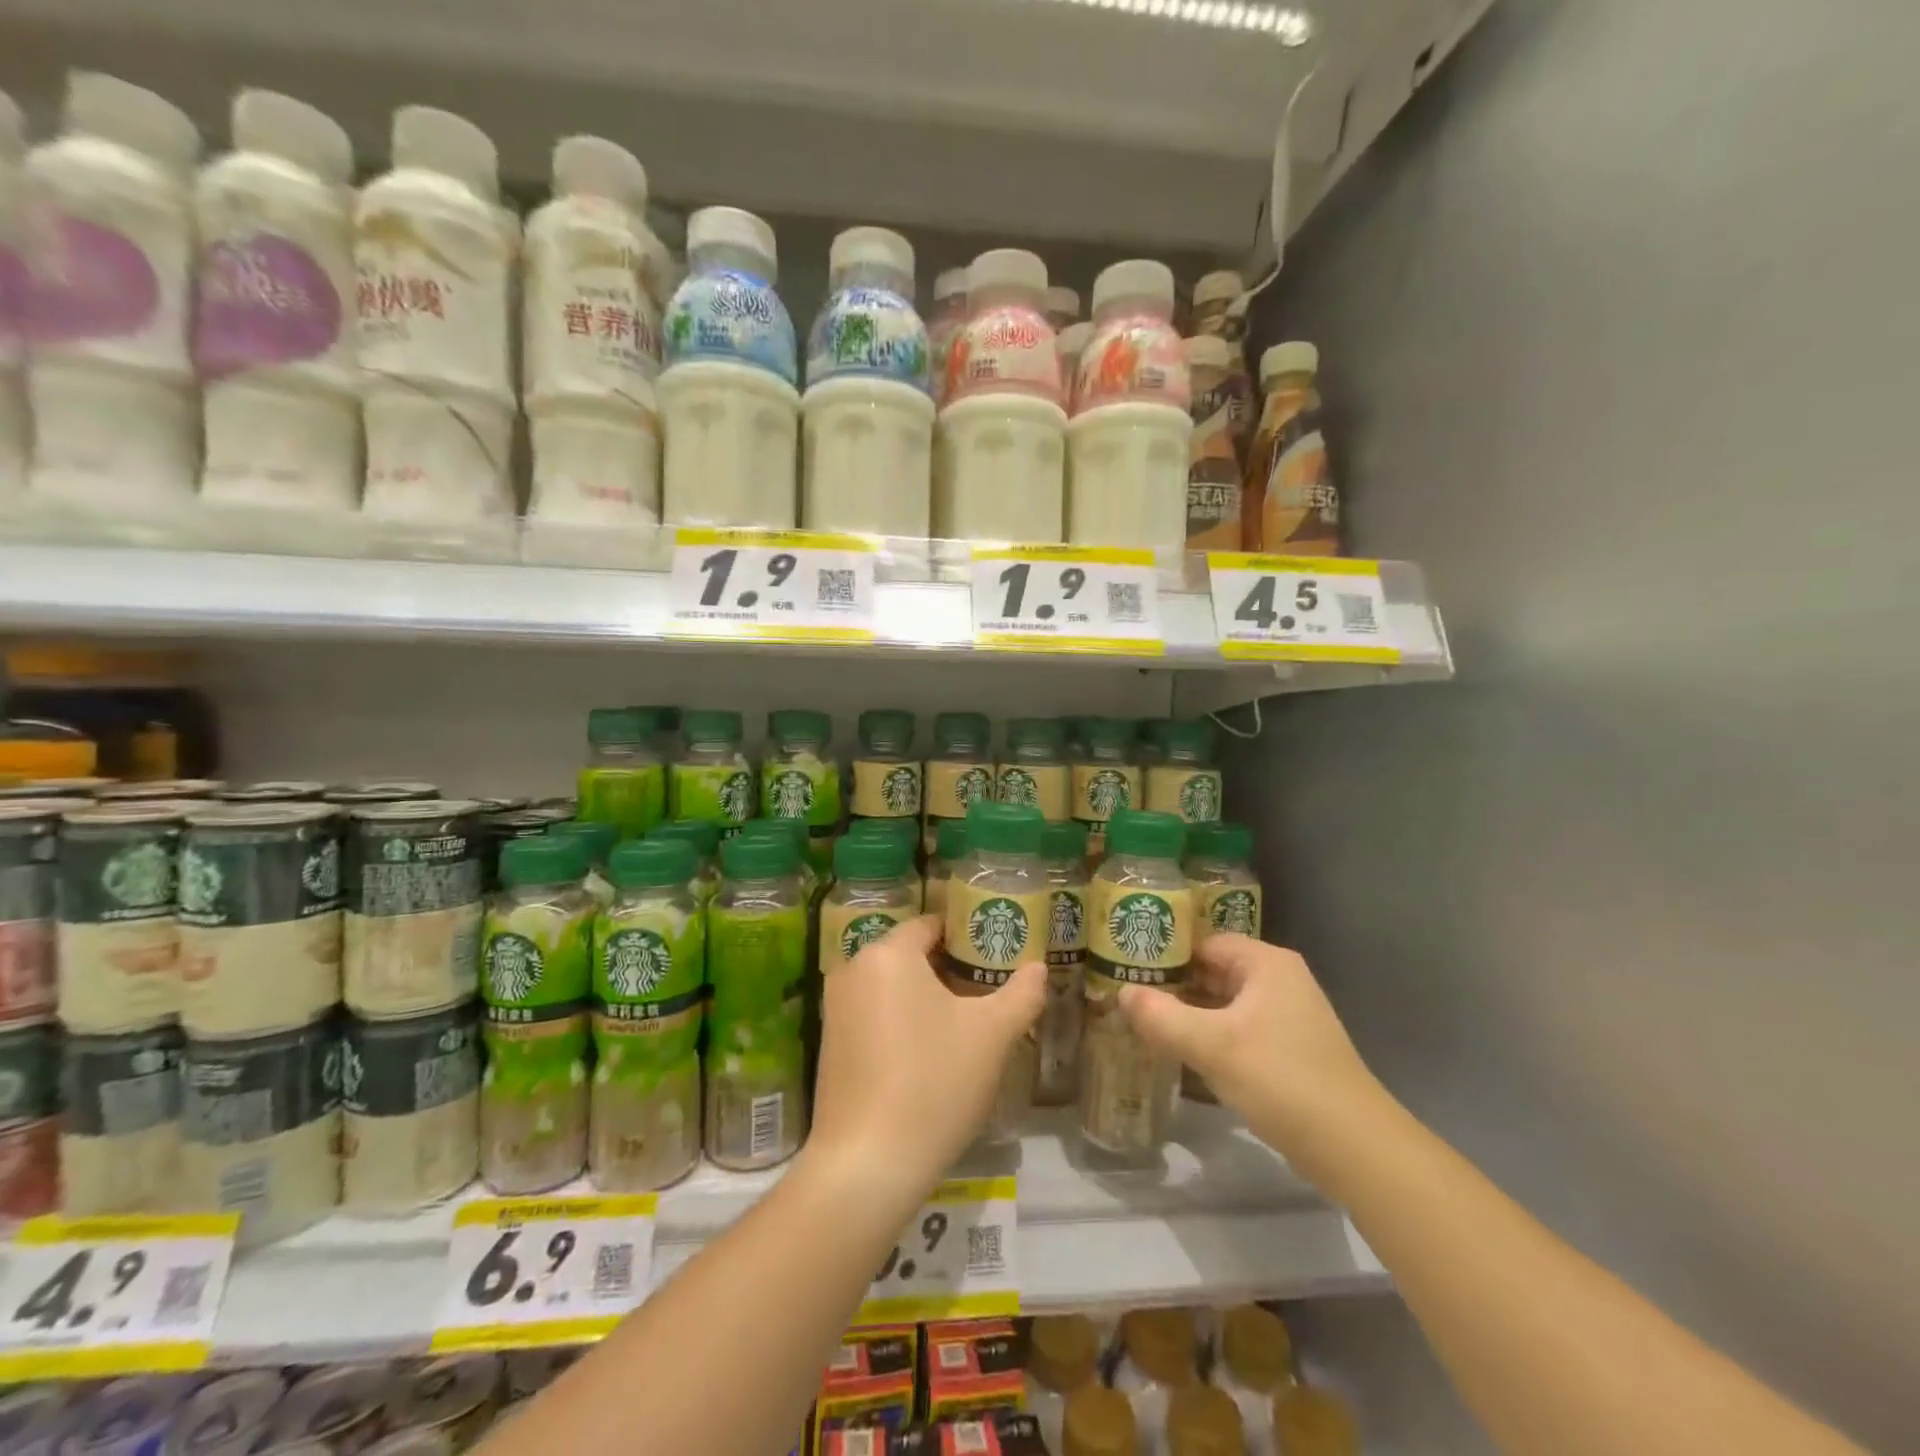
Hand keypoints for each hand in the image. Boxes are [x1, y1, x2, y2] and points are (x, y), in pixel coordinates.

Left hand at [809, 916, 1044, 1195]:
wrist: (867, 1164)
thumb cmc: (934, 1082)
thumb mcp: (992, 1035)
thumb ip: (1022, 993)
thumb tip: (1038, 968)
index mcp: (888, 953)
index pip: (932, 924)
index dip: (968, 936)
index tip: (996, 956)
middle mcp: (853, 969)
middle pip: (911, 954)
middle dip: (950, 969)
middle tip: (989, 992)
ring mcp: (836, 1007)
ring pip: (893, 985)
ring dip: (927, 996)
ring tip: (966, 1024)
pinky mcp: (829, 1043)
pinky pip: (874, 1012)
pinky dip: (902, 1020)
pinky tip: (930, 1053)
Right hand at [1119, 934, 1384, 1181]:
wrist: (1354, 1148)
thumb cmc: (1280, 1079)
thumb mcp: (1211, 1045)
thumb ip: (1160, 1016)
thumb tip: (1121, 993)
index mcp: (1266, 963)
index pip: (1204, 942)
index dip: (1165, 952)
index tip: (1126, 966)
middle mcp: (1279, 980)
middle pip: (1213, 970)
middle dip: (1173, 984)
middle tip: (1128, 994)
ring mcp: (1287, 1016)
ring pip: (1224, 1003)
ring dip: (1189, 1012)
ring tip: (1144, 1022)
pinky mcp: (1289, 1050)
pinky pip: (1238, 1029)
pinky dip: (1210, 1035)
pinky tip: (1181, 1052)